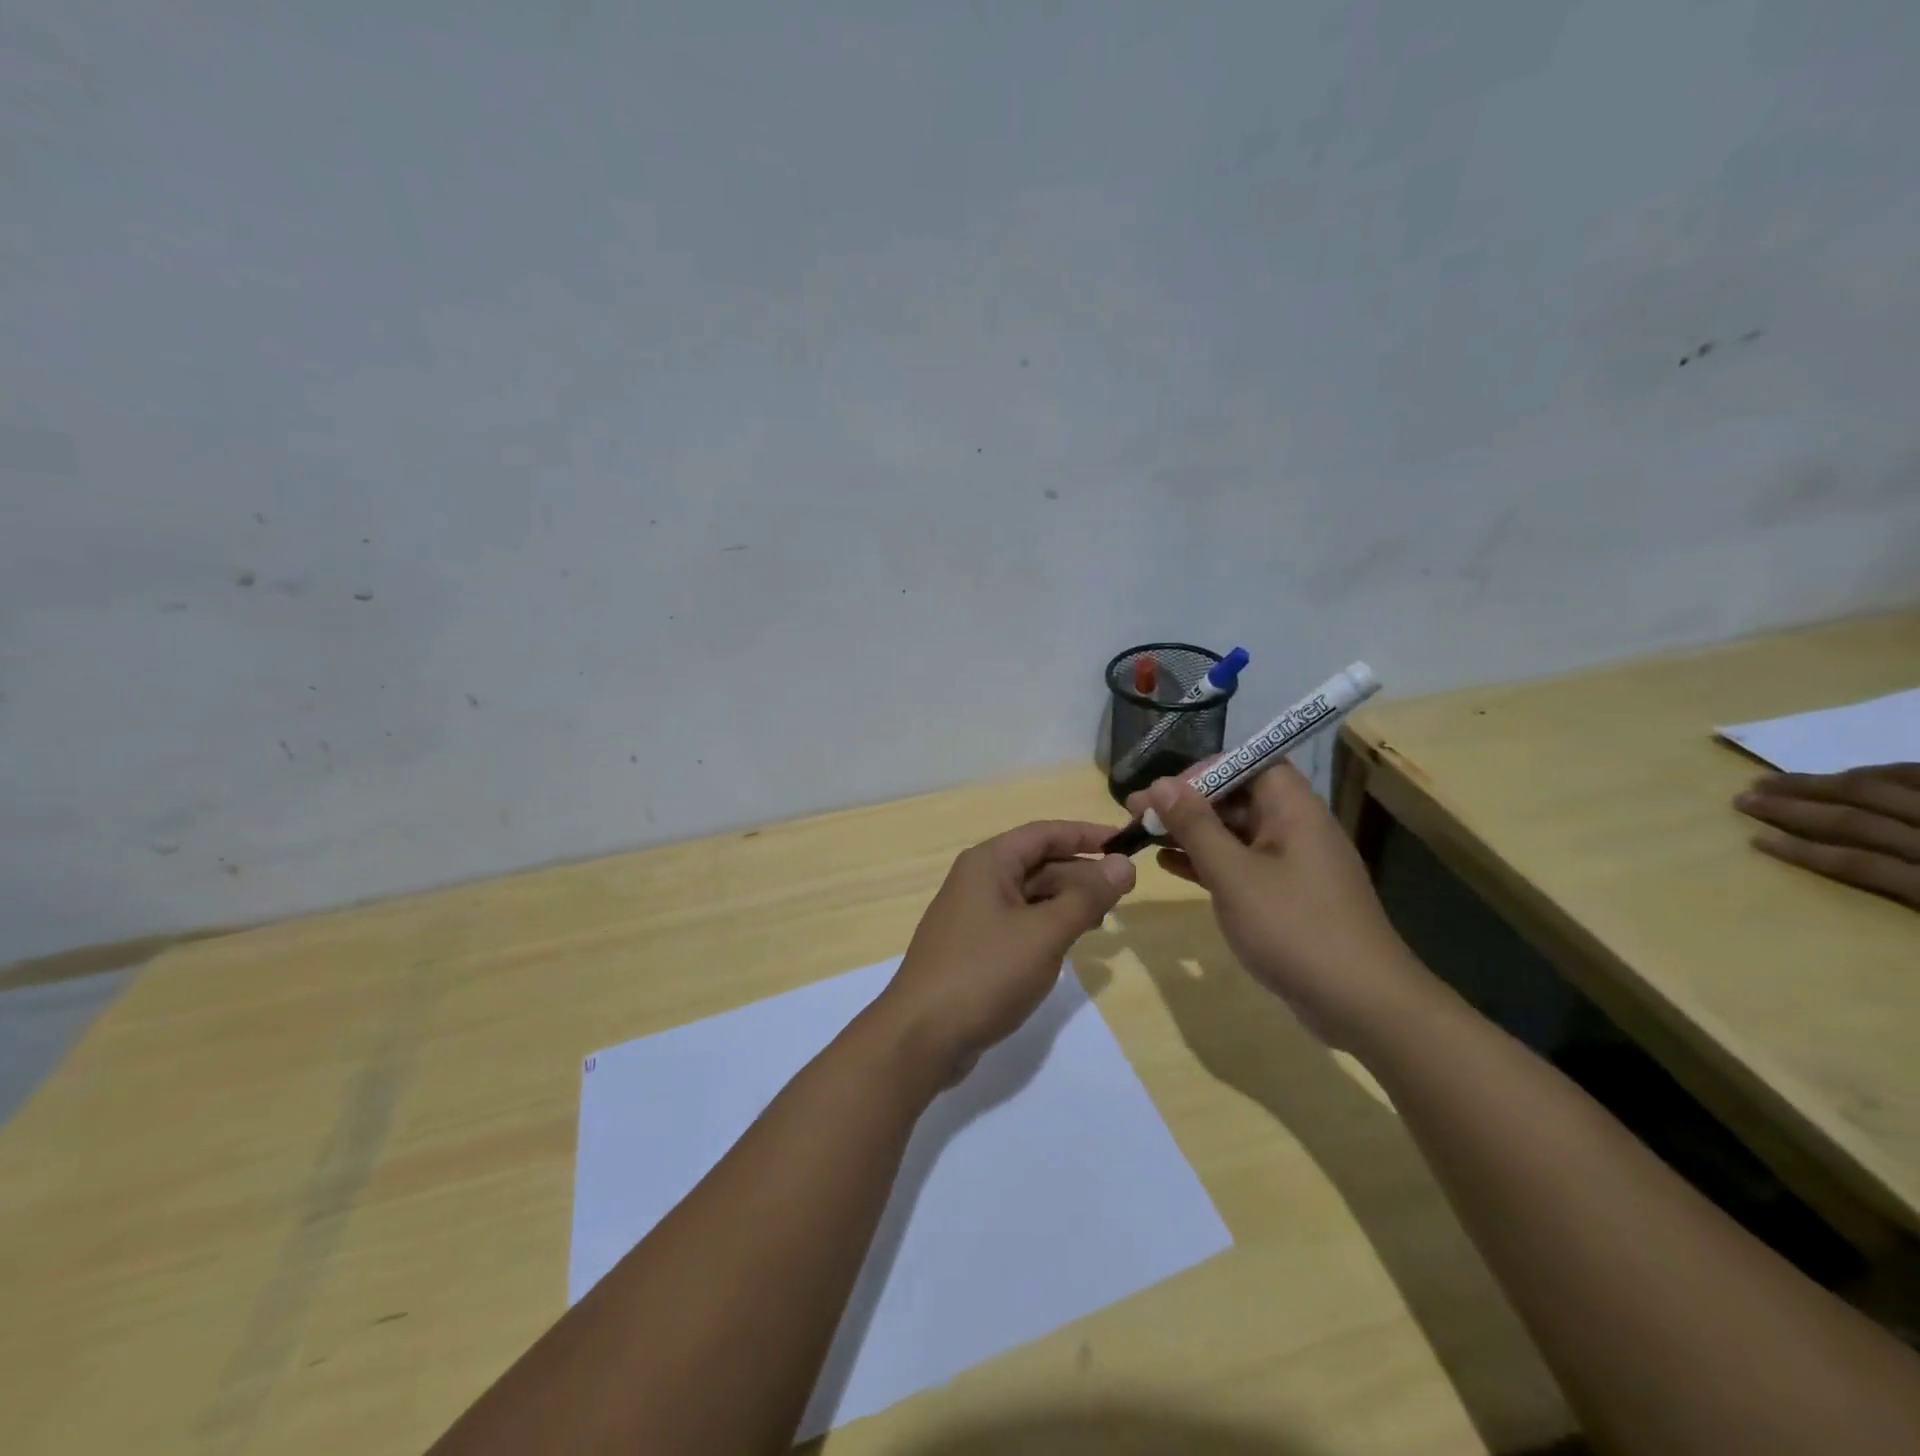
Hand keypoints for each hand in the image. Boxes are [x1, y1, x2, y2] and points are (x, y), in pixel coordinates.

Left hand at [873, 821, 1135, 1080]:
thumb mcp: (1045, 933)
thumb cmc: (985, 973)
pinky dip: (1047, 926)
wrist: (921, 1036)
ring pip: (1030, 895)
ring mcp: (973, 915)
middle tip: (1124, 894)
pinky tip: (1068, 945)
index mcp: (989, 862)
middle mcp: (978, 880)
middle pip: (1038, 863)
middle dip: (1080, 874)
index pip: (1044, 833)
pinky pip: (1019, 923)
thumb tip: (1122, 864)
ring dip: (1066, 902)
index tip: (1125, 843)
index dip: (1086, 835)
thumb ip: (1086, 898)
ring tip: (1103, 922)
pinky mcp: (974, 948)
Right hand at [1129, 766, 1434, 1048]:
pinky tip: (1170, 866)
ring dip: (1192, 833)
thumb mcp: (1234, 874)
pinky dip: (1208, 863)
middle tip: (1138, 814)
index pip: (1249, 764)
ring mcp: (1293, 865)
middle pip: (1238, 798)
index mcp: (1294, 810)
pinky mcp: (1287, 898)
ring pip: (1236, 834)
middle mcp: (1296, 829)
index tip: (1163, 790)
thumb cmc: (1294, 928)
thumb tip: (1160, 784)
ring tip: (1144, 836)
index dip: (1204, 770)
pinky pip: (1241, 866)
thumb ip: (1195, 826)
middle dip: (1188, 803)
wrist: (1362, 1005)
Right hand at [1735, 764, 1919, 908]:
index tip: (1753, 839)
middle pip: (1856, 822)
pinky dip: (1883, 772)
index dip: (1803, 852)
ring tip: (1775, 779)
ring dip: (1820, 785)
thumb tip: (1854, 922)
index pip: (1856, 865)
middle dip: (1793, 808)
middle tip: (1743, 797)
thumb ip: (1906, 900)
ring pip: (1879, 794)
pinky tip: (1849, 772)